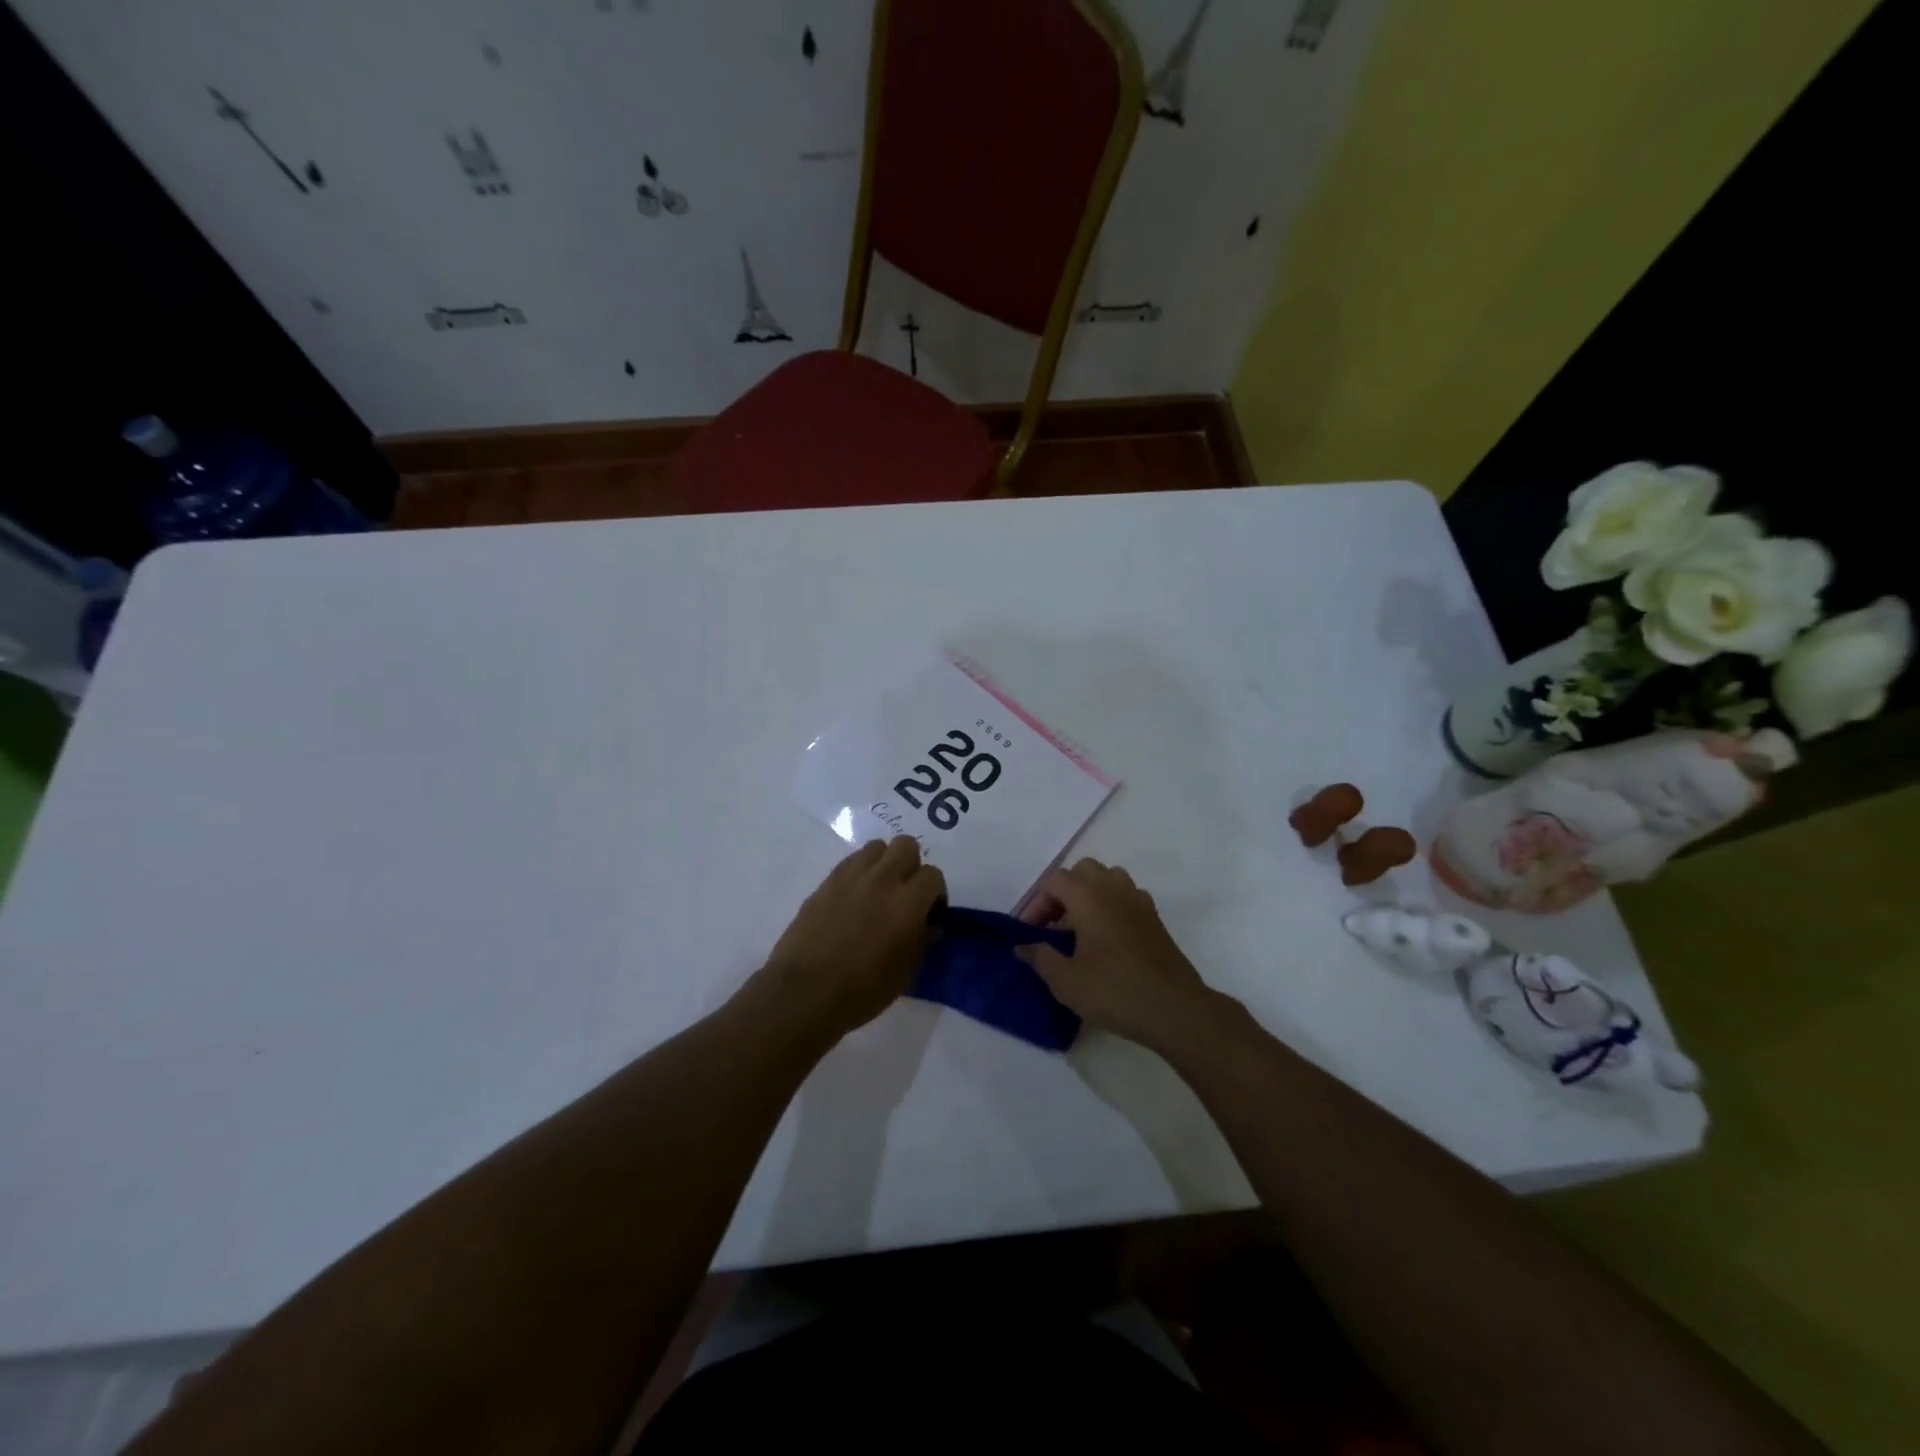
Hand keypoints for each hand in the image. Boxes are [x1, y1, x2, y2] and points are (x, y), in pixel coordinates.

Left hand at [758, 836, 945, 1038]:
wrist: (806, 992)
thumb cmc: (863, 990)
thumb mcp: (905, 972)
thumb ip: (922, 941)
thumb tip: (930, 925)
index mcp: (907, 902)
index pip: (933, 875)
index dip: (935, 893)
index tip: (930, 913)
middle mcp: (882, 879)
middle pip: (906, 845)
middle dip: (912, 865)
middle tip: (907, 893)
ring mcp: (851, 877)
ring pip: (876, 847)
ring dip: (884, 863)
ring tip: (879, 891)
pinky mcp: (826, 882)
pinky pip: (851, 862)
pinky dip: (860, 872)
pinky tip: (855, 898)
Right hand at [1019, 858, 1221, 1049]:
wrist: (1175, 1009)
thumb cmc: (1114, 991)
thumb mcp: (1065, 980)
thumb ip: (1039, 957)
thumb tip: (1022, 945)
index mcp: (1089, 896)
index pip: (1055, 881)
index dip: (1036, 903)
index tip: (1029, 932)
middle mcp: (1114, 889)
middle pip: (1083, 871)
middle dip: (1063, 892)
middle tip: (1053, 925)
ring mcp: (1139, 902)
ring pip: (1109, 879)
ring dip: (1090, 895)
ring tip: (1079, 928)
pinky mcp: (1155, 920)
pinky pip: (1127, 897)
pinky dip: (1112, 906)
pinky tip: (1107, 938)